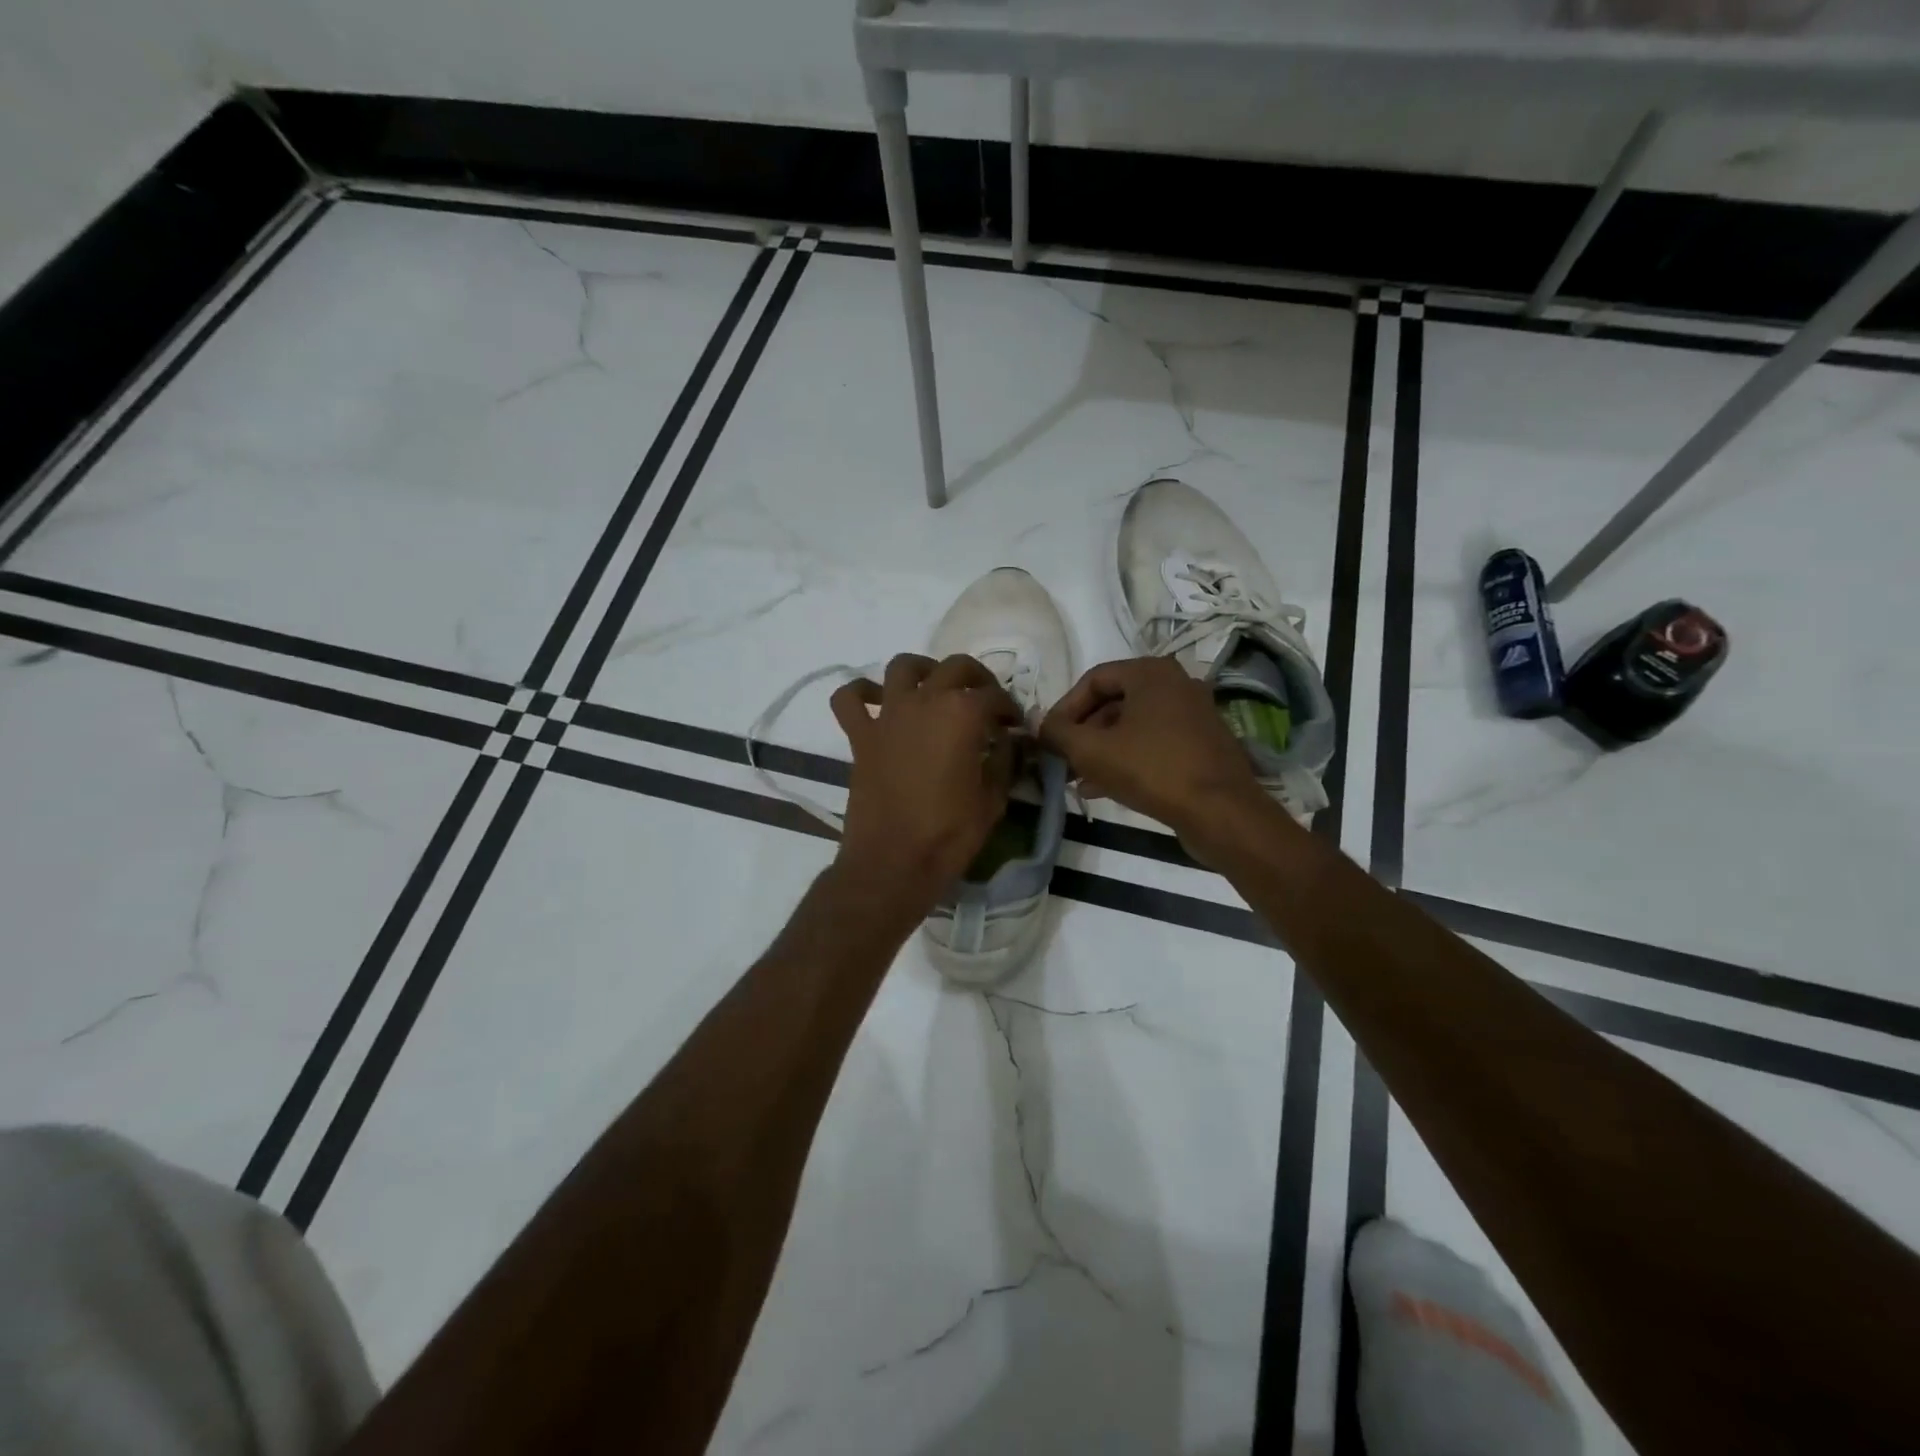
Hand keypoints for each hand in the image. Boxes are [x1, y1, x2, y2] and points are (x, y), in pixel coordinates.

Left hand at [829, 653, 1022, 906]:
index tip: (1014, 727)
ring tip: (935, 689)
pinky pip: (850, 699)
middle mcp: (925, 701)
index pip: (995, 697)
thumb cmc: (949, 834)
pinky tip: (875, 700)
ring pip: (903, 667)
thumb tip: (1010, 741)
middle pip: (956, 668)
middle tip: (985, 702)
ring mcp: (888, 716)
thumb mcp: (993, 800)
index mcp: (963, 714)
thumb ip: (1004, 761)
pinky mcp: (860, 736)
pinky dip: (861, 692)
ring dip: (923, 670)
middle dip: (977, 679)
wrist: (892, 863)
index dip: (1010, 710)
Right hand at [1039, 657, 1261, 836]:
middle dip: (1083, 733)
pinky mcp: (1202, 745)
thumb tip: (1037, 723)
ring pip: (1132, 727)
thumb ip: (1058, 733)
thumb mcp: (1092, 750)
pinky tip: (1104, 789)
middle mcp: (1176, 685)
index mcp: (1151, 673)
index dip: (1064, 708)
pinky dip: (1127, 759)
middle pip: (1113, 703)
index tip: (1048, 739)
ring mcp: (1194, 715)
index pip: (1093, 680)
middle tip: (1062, 761)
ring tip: (1077, 780)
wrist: (1221, 812)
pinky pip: (1153, 744)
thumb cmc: (1152, 770)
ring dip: (1101, 750)